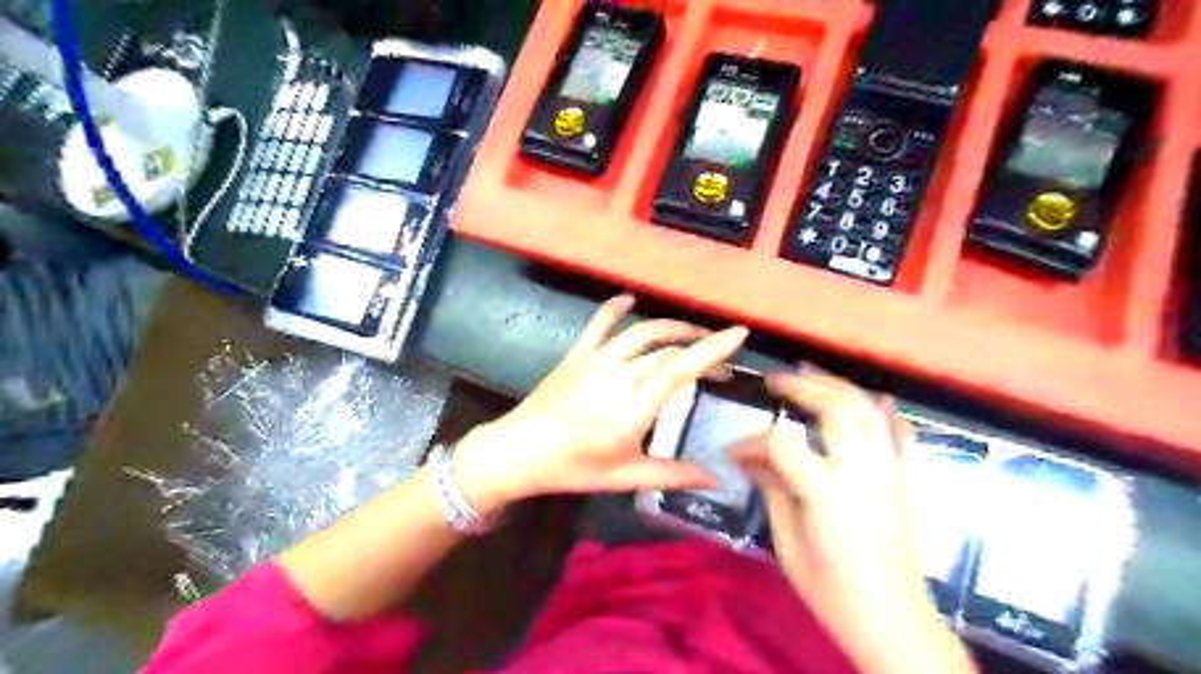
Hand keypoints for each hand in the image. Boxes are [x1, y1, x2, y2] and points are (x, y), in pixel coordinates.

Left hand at [453, 294, 746, 514]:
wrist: (517, 452)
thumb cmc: (573, 468)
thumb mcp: (625, 476)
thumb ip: (673, 474)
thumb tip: (718, 480)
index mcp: (631, 410)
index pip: (679, 370)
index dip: (711, 349)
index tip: (738, 333)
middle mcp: (617, 377)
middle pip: (666, 350)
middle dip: (700, 348)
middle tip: (720, 362)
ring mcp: (594, 362)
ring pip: (640, 334)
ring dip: (671, 328)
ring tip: (692, 334)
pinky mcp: (577, 355)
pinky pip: (598, 324)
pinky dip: (614, 308)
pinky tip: (629, 299)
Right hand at [731, 368, 974, 673]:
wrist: (892, 621)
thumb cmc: (831, 591)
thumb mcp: (787, 543)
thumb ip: (772, 491)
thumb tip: (749, 460)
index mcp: (826, 492)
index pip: (781, 443)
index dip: (751, 442)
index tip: (733, 452)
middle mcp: (862, 472)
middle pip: (836, 408)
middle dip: (803, 386)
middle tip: (776, 381)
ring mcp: (888, 472)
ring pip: (869, 410)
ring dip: (838, 387)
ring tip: (811, 377)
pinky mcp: (902, 480)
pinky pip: (897, 432)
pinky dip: (882, 410)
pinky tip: (871, 399)